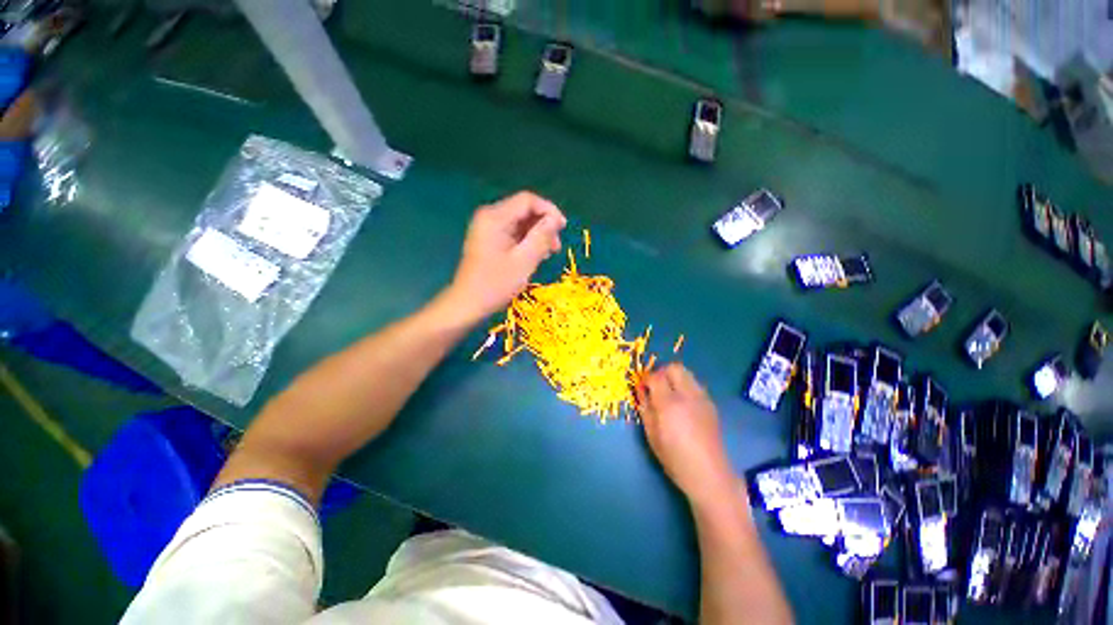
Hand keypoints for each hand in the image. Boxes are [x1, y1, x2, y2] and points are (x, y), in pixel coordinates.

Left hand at [445, 191, 566, 323]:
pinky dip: (526, 241)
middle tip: (556, 247)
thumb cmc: (496, 284)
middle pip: (524, 210)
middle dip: (544, 225)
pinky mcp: (489, 239)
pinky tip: (534, 256)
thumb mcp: (524, 261)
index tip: (563, 228)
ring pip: (520, 222)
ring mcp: (487, 228)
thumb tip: (556, 219)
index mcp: (495, 217)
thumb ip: (541, 236)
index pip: (528, 200)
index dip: (549, 210)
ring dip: (537, 235)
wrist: (468, 303)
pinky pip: (513, 232)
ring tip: (547, 255)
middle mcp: (490, 216)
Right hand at [637, 364, 741, 511]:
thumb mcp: (651, 434)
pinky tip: (683, 405)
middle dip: (662, 373)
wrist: (708, 473)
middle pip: (674, 367)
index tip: (643, 389)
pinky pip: (695, 384)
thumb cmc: (674, 458)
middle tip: (656, 387)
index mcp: (669, 404)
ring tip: (669, 395)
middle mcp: (687, 395)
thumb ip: (645, 408)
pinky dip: (685, 386)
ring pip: (687, 373)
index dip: (646, 380)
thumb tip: (642, 391)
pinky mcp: (710, 404)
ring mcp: (702, 398)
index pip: (655, 377)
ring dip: (674, 378)